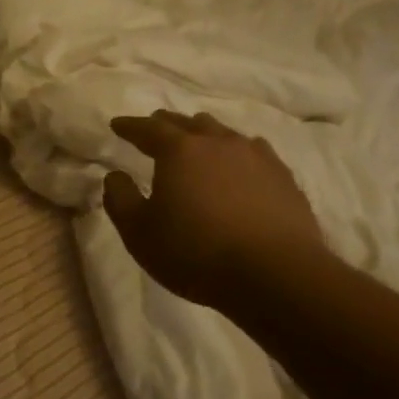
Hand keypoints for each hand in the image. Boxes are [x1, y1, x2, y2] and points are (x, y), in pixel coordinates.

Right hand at [104, 111, 326, 307]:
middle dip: (166, 125)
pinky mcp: (283, 176)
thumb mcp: (140, 234)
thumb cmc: (197, 254)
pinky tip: (240, 165)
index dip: (130, 126)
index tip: (117, 125)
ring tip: (197, 145)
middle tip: (155, 130)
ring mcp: (254, 156)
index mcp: (178, 150)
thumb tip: (114, 176)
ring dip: (204, 135)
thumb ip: (120, 199)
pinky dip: (237, 153)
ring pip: (222, 132)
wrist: (276, 276)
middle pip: (187, 122)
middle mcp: (216, 142)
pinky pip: (254, 151)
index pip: (148, 128)